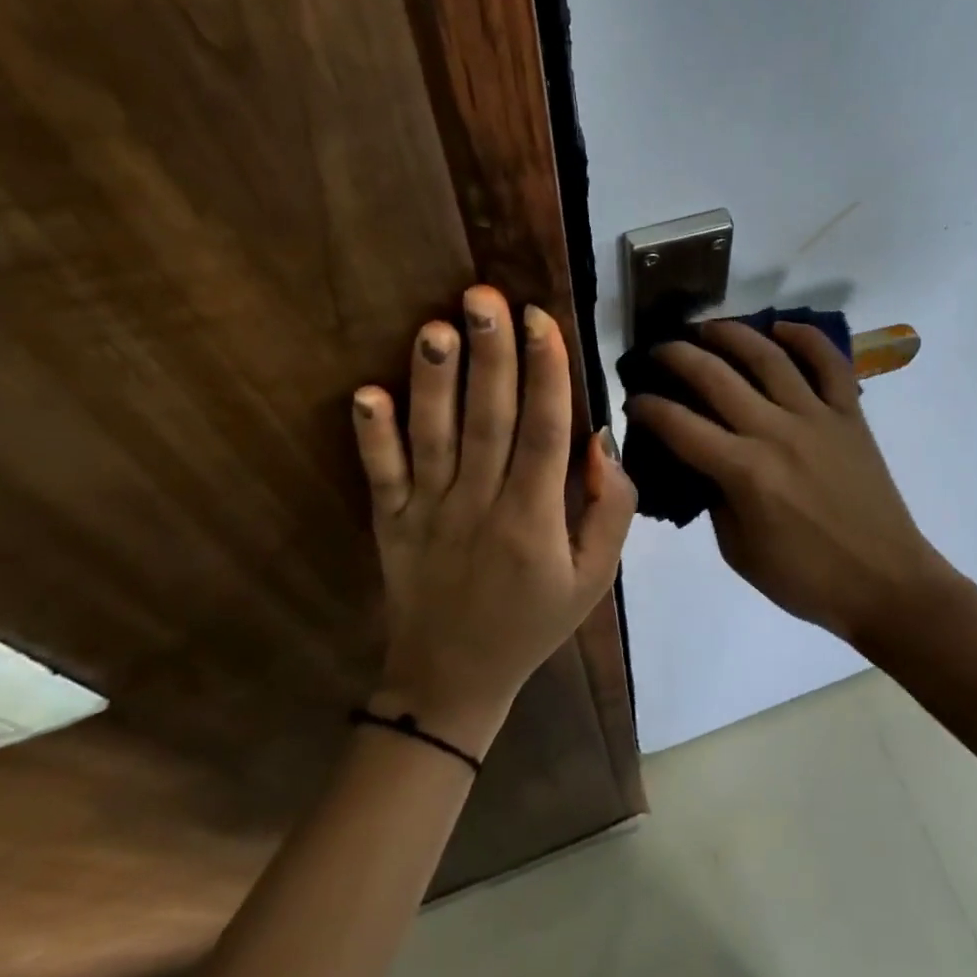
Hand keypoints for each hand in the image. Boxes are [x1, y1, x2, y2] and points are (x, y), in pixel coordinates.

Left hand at [351, 286, 635, 757]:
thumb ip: (611, 510)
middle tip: (486, 296)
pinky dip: (371, 436)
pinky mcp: (389, 522)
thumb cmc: (533, 622)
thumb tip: (601, 441)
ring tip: (436, 327)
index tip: (541, 319)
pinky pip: (380, 475)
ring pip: (433, 437)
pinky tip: (365, 394)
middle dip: (490, 355)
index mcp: (534, 518)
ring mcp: (427, 512)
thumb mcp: (595, 578)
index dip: (546, 372)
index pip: (544, 431)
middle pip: (488, 419)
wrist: (451, 681)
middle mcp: (480, 505)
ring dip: (433, 381)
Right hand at [626, 321, 955, 643]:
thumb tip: (705, 462)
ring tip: (707, 328)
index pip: (680, 426)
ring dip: (731, 334)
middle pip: (715, 377)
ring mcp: (818, 417)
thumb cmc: (806, 579)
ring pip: (768, 357)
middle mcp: (776, 432)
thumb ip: (715, 499)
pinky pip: (830, 364)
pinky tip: (781, 327)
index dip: (648, 408)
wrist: (886, 584)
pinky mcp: (851, 415)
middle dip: (676, 356)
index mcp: (745, 472)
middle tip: (658, 351)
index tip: (633, 398)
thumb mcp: (739, 552)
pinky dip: (806, 338)